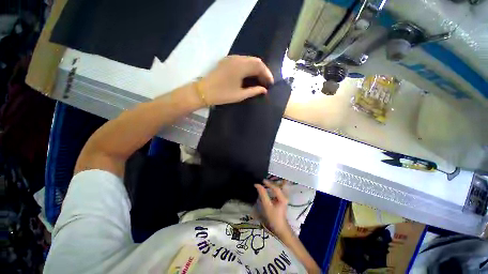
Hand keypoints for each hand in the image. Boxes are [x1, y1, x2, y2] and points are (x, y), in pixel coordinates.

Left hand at [199, 55, 273, 105]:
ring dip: (255, 69)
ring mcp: (231, 58)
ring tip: (259, 80)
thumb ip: (254, 91)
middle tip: (265, 82)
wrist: (203, 91)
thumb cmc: (222, 95)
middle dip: (262, 71)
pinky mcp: (226, 60)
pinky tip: (249, 76)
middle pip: (255, 61)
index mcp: (241, 66)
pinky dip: (248, 67)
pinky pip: (241, 61)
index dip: (267, 74)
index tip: (270, 83)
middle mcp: (237, 59)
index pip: (259, 66)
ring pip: (248, 60)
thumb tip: (264, 90)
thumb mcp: (240, 95)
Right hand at [255, 181, 289, 235]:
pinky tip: (268, 189)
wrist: (280, 228)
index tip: (261, 180)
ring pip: (277, 188)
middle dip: (270, 183)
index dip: (268, 183)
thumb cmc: (274, 217)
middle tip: (263, 181)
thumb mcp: (267, 206)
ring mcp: (284, 198)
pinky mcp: (282, 200)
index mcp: (282, 197)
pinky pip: (277, 192)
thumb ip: (263, 195)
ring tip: (264, 183)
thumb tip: (257, 185)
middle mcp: (284, 196)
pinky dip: (272, 189)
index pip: (275, 187)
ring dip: (271, 185)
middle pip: (277, 186)